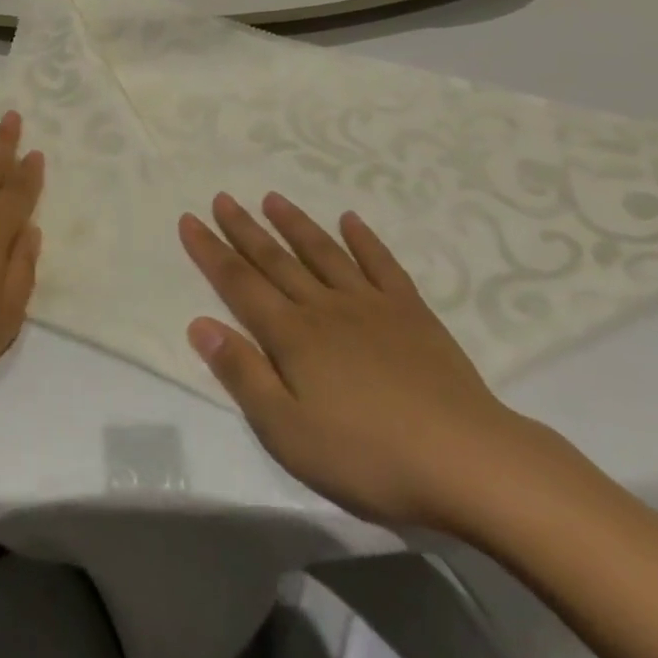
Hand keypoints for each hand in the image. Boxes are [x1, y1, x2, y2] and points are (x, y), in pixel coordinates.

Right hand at [180, 192, 537, 531]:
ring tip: (272, 198)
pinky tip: (351, 220)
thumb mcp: (289, 431)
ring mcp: (370, 305)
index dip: (210, 251)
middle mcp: (324, 307)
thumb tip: (199, 323)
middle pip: (275, 260)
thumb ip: (243, 375)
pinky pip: (382, 265)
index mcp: (292, 336)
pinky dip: (364, 240)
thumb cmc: (368, 456)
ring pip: (322, 253)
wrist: (468, 460)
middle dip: (243, 229)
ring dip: (295, 224)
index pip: (239, 283)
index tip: (189, 220)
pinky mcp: (411, 313)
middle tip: (222, 197)